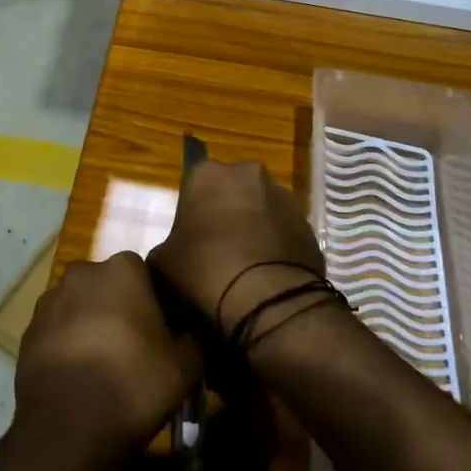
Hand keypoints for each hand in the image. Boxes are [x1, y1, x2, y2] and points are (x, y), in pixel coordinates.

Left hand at [14, 252, 200, 459]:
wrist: (68, 428)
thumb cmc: (134, 383)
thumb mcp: (187, 364)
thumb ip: (191, 337)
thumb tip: (185, 333)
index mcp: (122, 269)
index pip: (145, 274)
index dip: (155, 302)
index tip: (161, 332)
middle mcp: (82, 274)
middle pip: (108, 287)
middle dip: (119, 308)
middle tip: (134, 347)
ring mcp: (49, 302)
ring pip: (80, 307)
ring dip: (91, 325)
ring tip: (104, 366)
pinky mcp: (27, 332)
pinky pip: (57, 331)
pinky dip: (68, 346)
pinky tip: (80, 377)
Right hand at [148, 159, 324, 340]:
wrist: (265, 296)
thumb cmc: (203, 268)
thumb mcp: (162, 261)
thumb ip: (166, 247)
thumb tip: (173, 254)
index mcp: (208, 173)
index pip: (195, 179)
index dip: (193, 207)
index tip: (191, 233)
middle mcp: (248, 174)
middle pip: (233, 189)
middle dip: (227, 210)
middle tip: (217, 245)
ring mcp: (283, 197)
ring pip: (263, 207)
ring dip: (256, 226)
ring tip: (246, 263)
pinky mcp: (308, 225)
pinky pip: (285, 231)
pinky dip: (277, 245)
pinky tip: (268, 273)